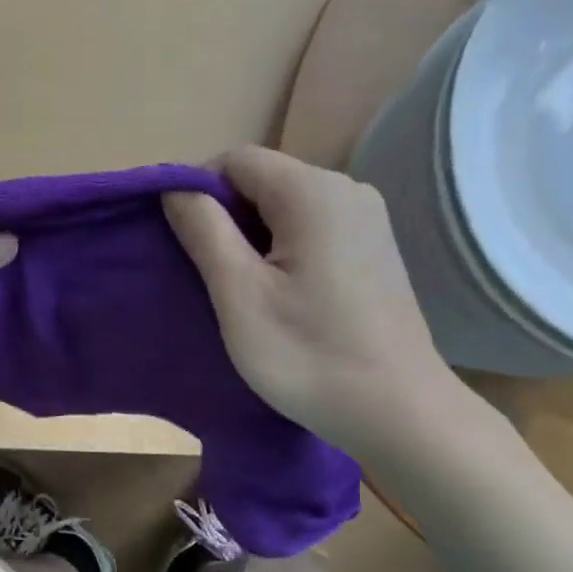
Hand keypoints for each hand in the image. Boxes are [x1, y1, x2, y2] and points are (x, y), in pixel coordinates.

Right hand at [164, 148, 472, 453]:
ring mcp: (368, 220)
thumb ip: (204, 231)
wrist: (397, 411)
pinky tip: (281, 298)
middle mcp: (347, 190)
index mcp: (313, 191)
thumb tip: (175, 188)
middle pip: (263, 181)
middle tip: (208, 278)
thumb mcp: (239, 295)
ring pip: (286, 209)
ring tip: (241, 293)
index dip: (197, 192)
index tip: (182, 245)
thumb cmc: (308, 355)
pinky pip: (313, 231)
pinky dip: (283, 253)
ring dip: (252, 240)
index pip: (235, 160)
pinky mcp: (375, 251)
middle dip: (225, 219)